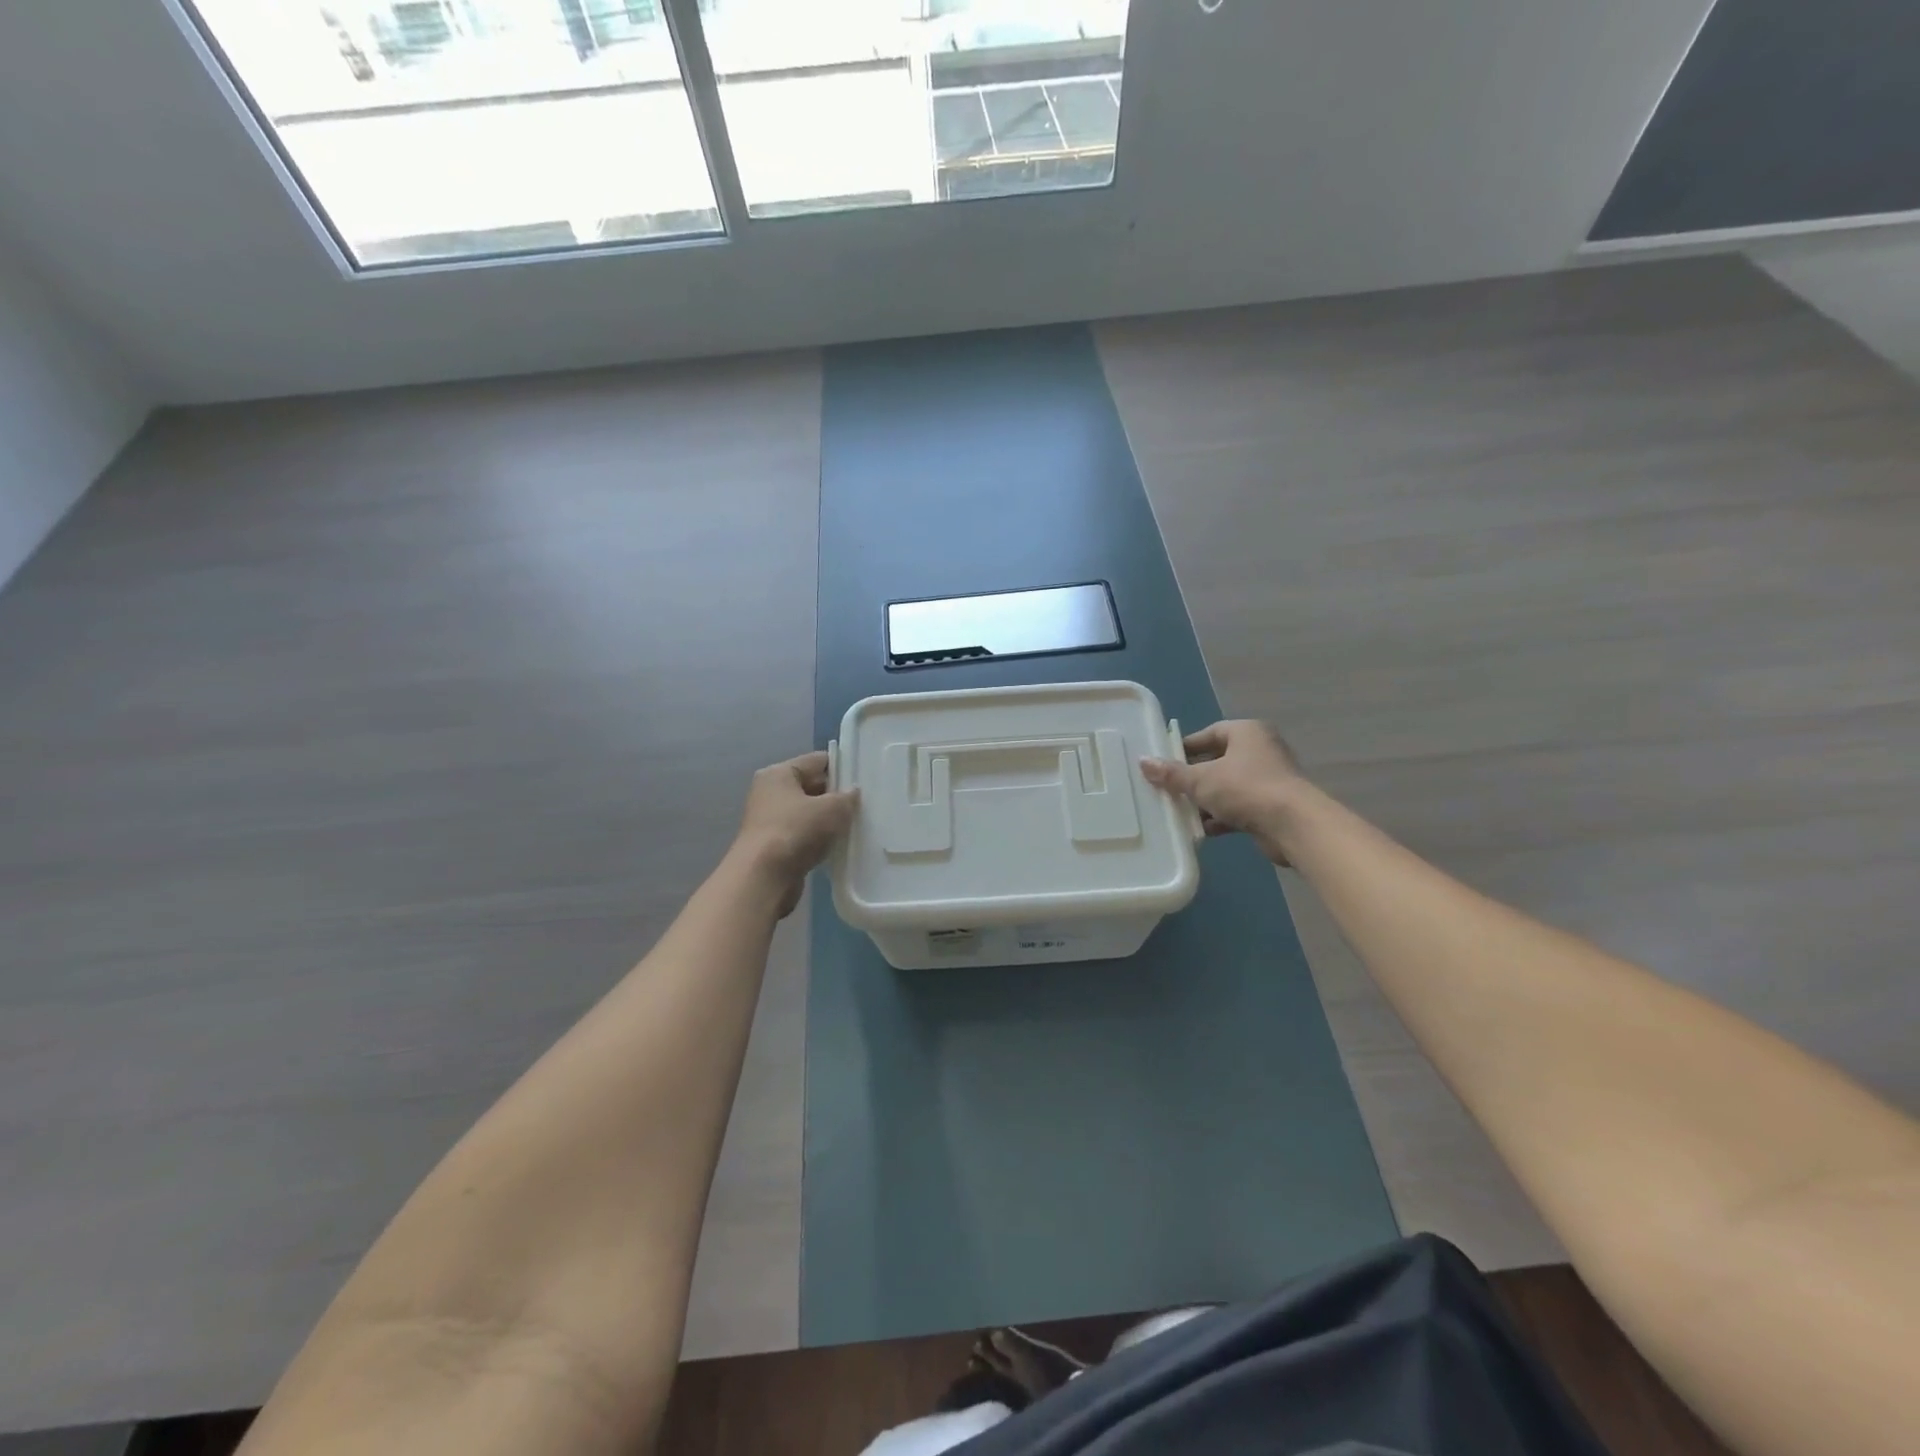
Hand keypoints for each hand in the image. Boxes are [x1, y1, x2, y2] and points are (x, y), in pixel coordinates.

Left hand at [733, 751, 858, 916]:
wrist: (764, 878)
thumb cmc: (796, 831)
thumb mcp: (832, 808)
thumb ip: (847, 797)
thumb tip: (852, 792)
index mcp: (778, 774)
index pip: (816, 761)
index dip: (841, 767)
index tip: (864, 777)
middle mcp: (770, 793)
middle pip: (811, 786)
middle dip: (836, 794)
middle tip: (866, 803)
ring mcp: (770, 821)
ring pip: (808, 813)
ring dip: (829, 819)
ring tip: (856, 824)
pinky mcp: (774, 846)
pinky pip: (804, 835)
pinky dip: (819, 838)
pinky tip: (839, 845)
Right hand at [1140, 720, 1304, 864]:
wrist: (1294, 825)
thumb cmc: (1245, 789)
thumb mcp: (1201, 779)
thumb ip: (1172, 773)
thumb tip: (1144, 762)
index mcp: (1247, 732)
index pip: (1209, 734)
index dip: (1185, 748)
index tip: (1164, 763)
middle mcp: (1260, 750)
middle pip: (1217, 761)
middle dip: (1192, 778)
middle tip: (1166, 789)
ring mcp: (1267, 779)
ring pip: (1226, 786)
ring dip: (1204, 800)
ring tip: (1177, 811)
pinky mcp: (1270, 806)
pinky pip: (1237, 807)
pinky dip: (1220, 817)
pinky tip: (1199, 829)